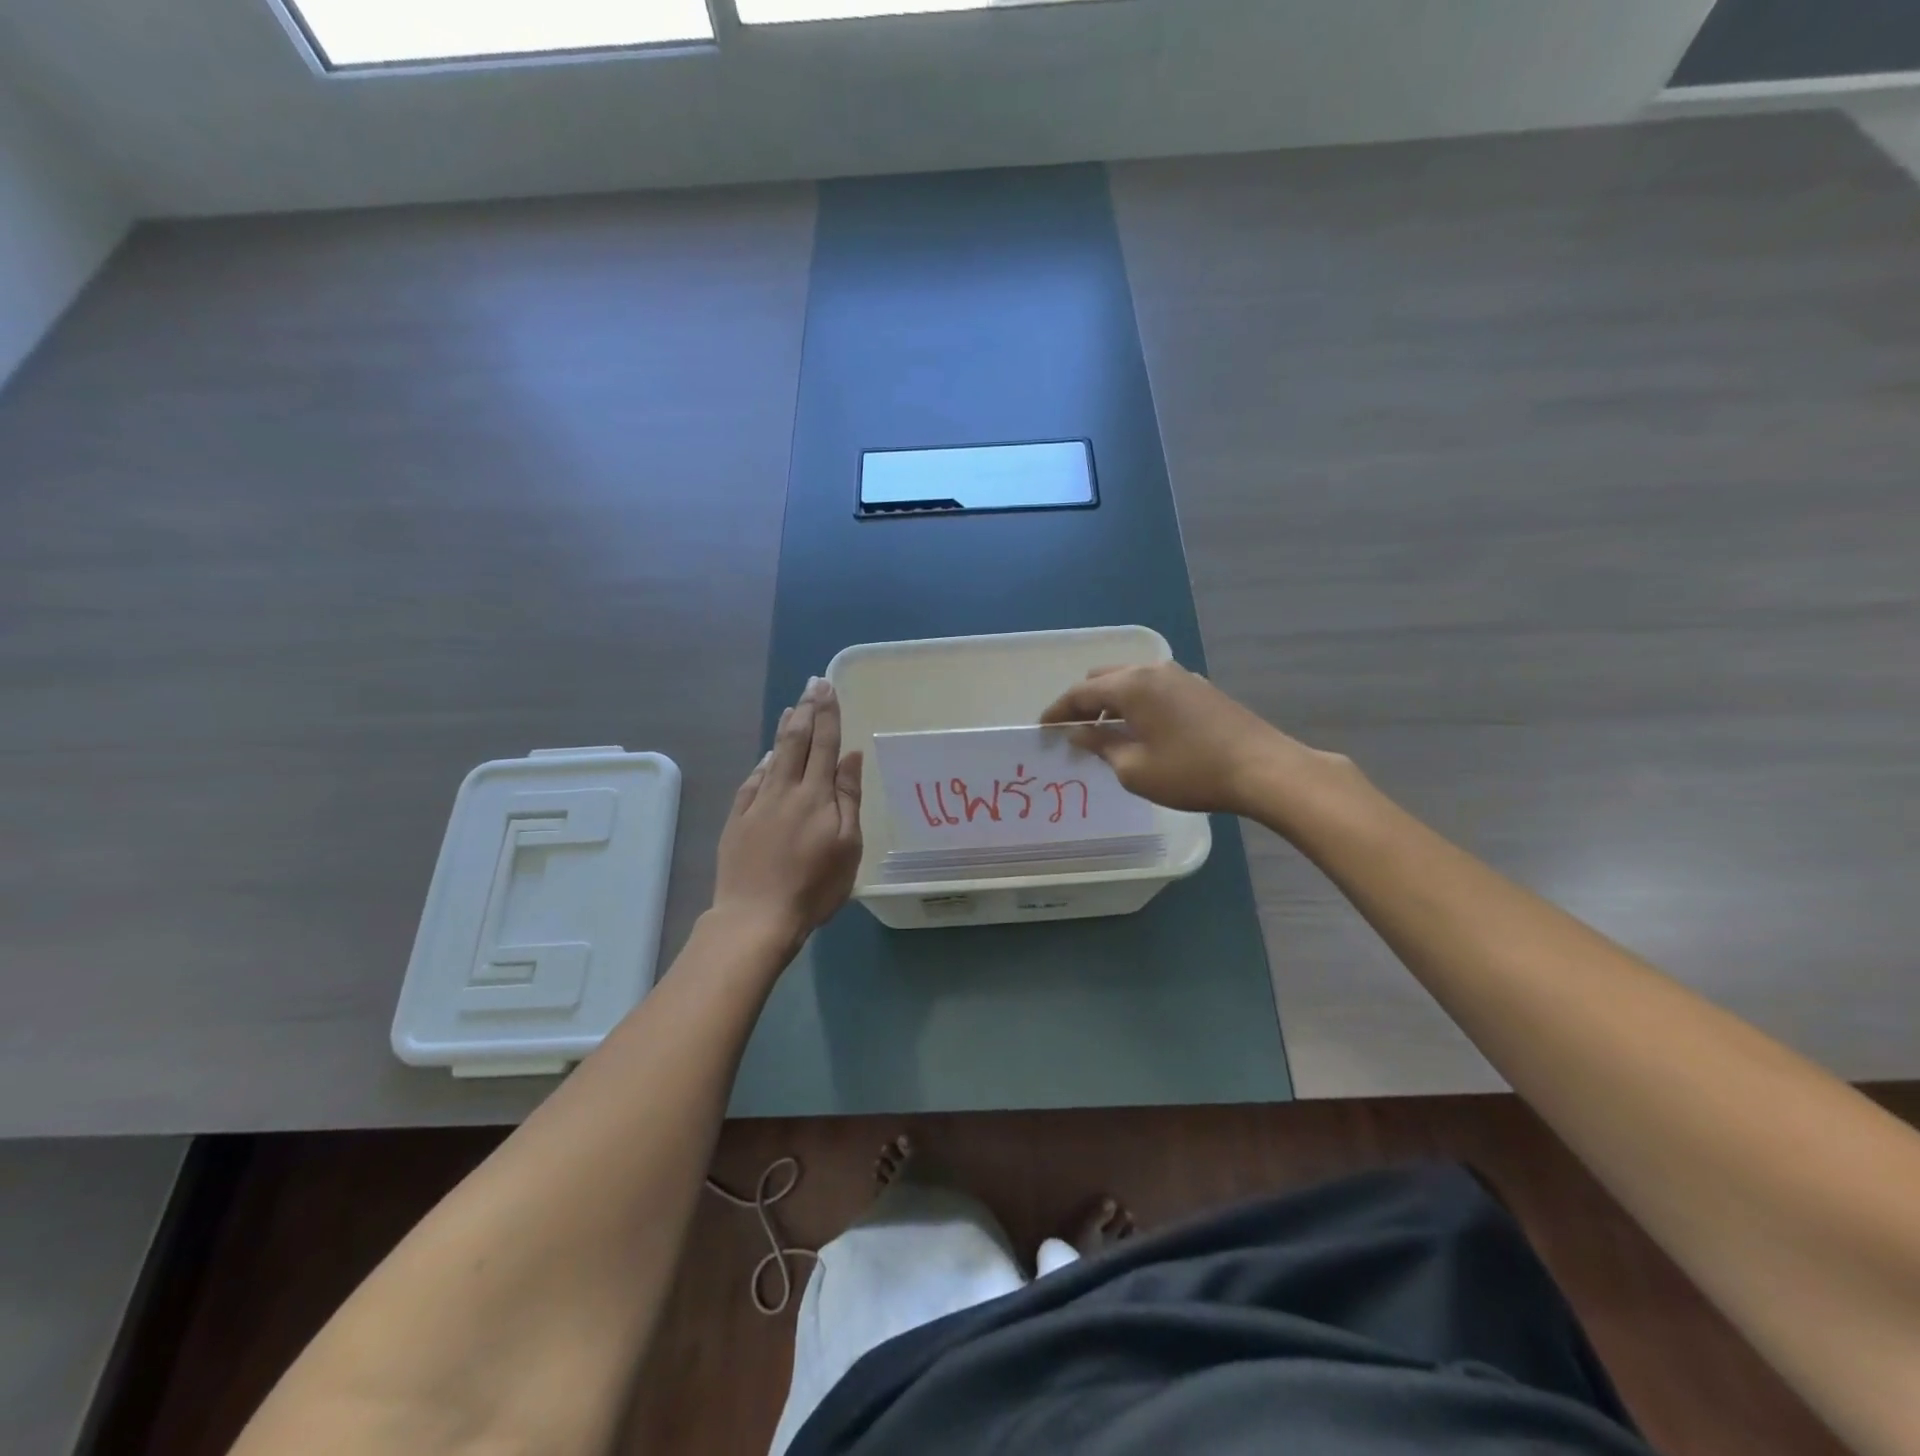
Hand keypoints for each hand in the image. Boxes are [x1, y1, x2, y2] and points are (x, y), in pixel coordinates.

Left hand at [712, 677, 863, 949]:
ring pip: (773, 757)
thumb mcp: (848, 846)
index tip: (828, 688)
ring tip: (791, 709)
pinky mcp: (737, 820)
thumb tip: (850, 756)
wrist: (756, 916)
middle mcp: (785, 790)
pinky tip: (766, 757)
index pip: (824, 745)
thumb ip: (848, 798)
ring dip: (784, 730)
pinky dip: (762, 763)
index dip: (827, 715)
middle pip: (796, 742)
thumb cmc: (814, 886)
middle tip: (811, 684)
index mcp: (816, 795)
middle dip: (806, 710)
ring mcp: (757, 803)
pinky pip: (752, 781)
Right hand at [1039, 661, 1310, 815]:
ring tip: (1105, 733)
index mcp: (1132, 686)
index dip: (1059, 711)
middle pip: (1105, 679)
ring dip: (1112, 702)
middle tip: (1074, 730)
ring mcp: (1181, 676)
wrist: (1262, 769)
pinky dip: (1136, 703)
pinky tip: (1141, 729)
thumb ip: (1101, 745)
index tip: (1043, 729)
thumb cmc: (1191, 772)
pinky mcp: (1200, 688)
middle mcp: (1153, 671)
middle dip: (1084, 702)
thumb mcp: (1135, 768)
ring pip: (1131, 681)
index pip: (1081, 693)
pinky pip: (1154, 688)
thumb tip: (1080, 733)